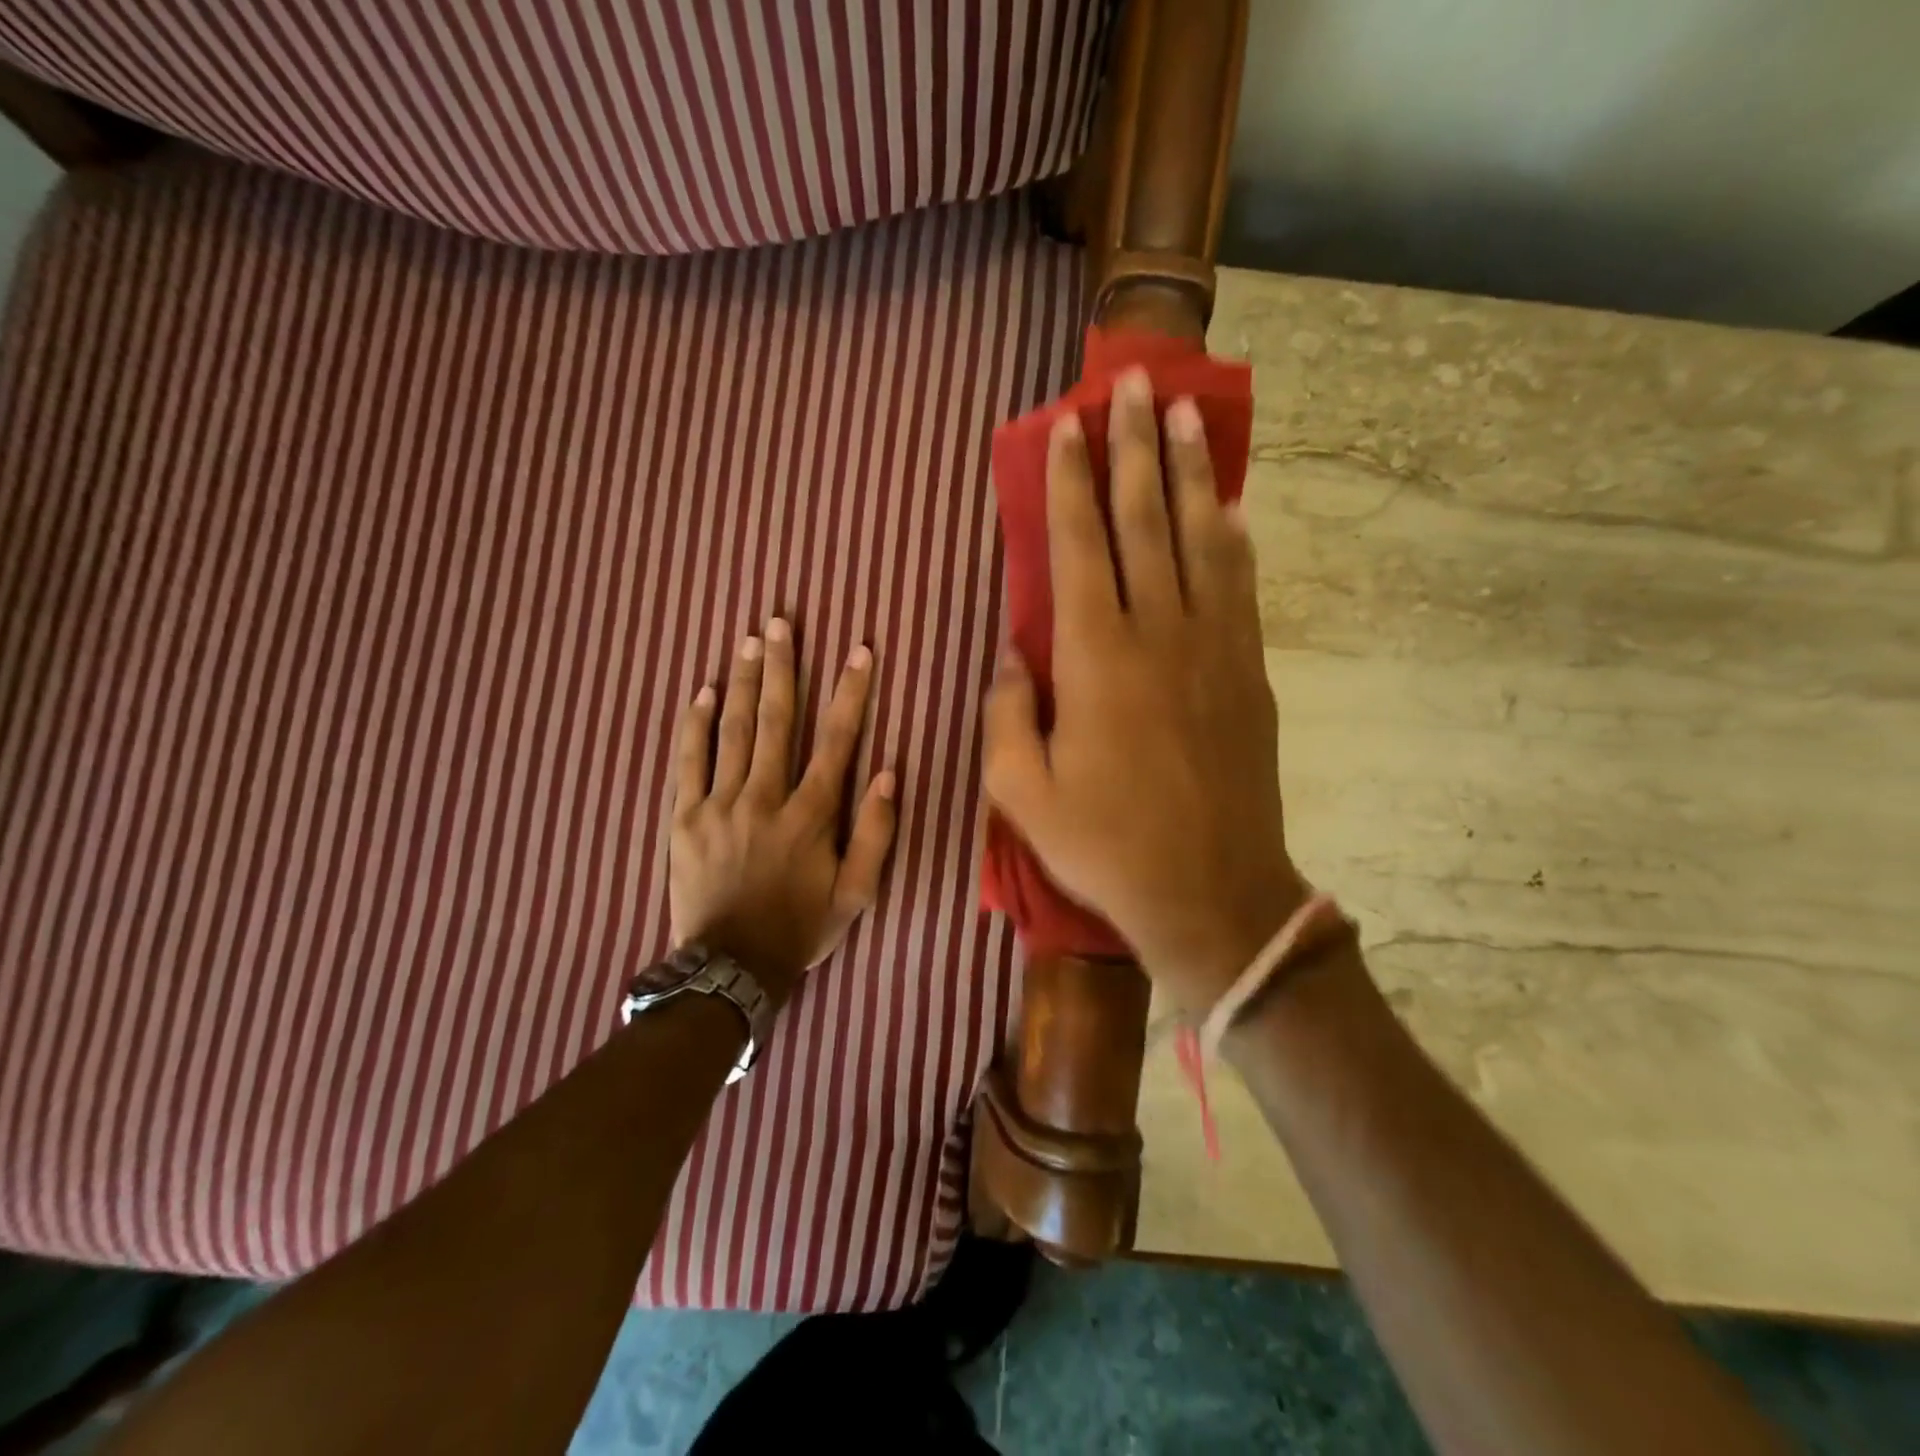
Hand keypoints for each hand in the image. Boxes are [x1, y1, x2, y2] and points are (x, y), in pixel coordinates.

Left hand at [670, 620, 896, 1005]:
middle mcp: (765, 797)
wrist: (730, 967)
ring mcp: (719, 804)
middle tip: (781, 622)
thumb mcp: (856, 893)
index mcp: (810, 814)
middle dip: (782, 667)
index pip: (836, 741)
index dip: (850, 693)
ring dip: (742, 682)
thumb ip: (875, 833)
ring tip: (748, 640)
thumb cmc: (800, 928)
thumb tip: (887, 772)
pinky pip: (689, 761)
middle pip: (775, 720)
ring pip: (732, 731)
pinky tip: (702, 691)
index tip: (859, 651)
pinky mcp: (685, 817)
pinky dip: (695, 724)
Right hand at [983, 368, 1303, 1014]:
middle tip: (1132, 383)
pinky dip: (1233, 536)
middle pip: (1145, 520)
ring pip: (1201, 538)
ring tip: (1183, 414)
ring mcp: (1214, 647)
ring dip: (1189, 472)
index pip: (1079, 547)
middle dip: (1133, 447)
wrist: (1211, 892)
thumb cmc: (1105, 845)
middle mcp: (1159, 633)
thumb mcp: (1021, 792)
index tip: (1067, 426)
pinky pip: (1241, 584)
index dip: (1071, 481)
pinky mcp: (1249, 671)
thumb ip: (1005, 713)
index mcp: (1096, 659)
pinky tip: (1230, 505)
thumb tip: (1012, 652)